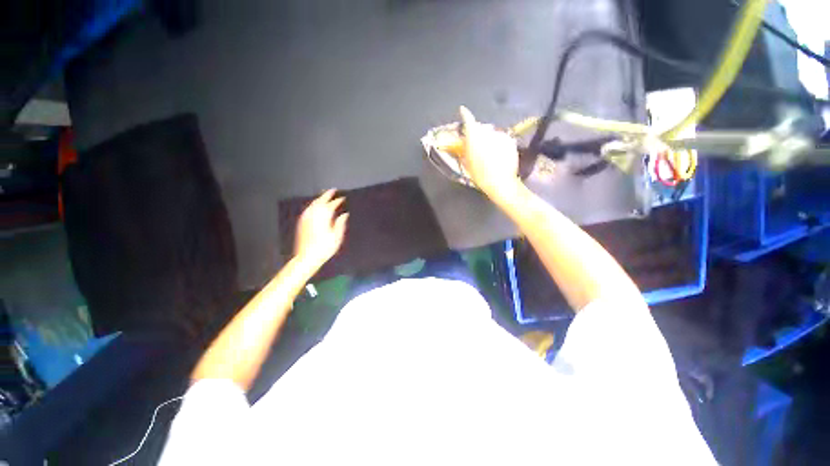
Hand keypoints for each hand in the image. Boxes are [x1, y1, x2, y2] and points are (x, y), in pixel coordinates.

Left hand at [294, 190, 348, 270]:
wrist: (307, 257)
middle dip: (327, 195)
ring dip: (320, 198)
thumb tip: (344, 214)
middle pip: (320, 201)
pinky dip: (314, 205)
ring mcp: (306, 218)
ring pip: (313, 204)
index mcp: (323, 217)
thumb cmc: (324, 248)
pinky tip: (316, 206)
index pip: (331, 205)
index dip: (337, 200)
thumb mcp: (337, 236)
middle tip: (333, 190)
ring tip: (325, 196)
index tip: (343, 198)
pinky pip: (308, 209)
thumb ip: (340, 223)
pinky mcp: (302, 222)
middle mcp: (313, 215)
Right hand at [456, 106, 520, 200]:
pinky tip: (497, 154)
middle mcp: (488, 133)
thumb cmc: (480, 175)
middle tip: (476, 146)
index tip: (462, 110)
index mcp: (475, 137)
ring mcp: (500, 136)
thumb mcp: (467, 163)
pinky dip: (498, 143)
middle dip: (478, 134)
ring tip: (488, 153)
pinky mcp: (509, 141)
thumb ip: (464, 148)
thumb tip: (464, 140)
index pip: (469, 120)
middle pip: (481, 128)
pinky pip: (501, 139)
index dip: (465, 115)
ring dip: (488, 139)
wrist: (500, 182)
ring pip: (491, 134)